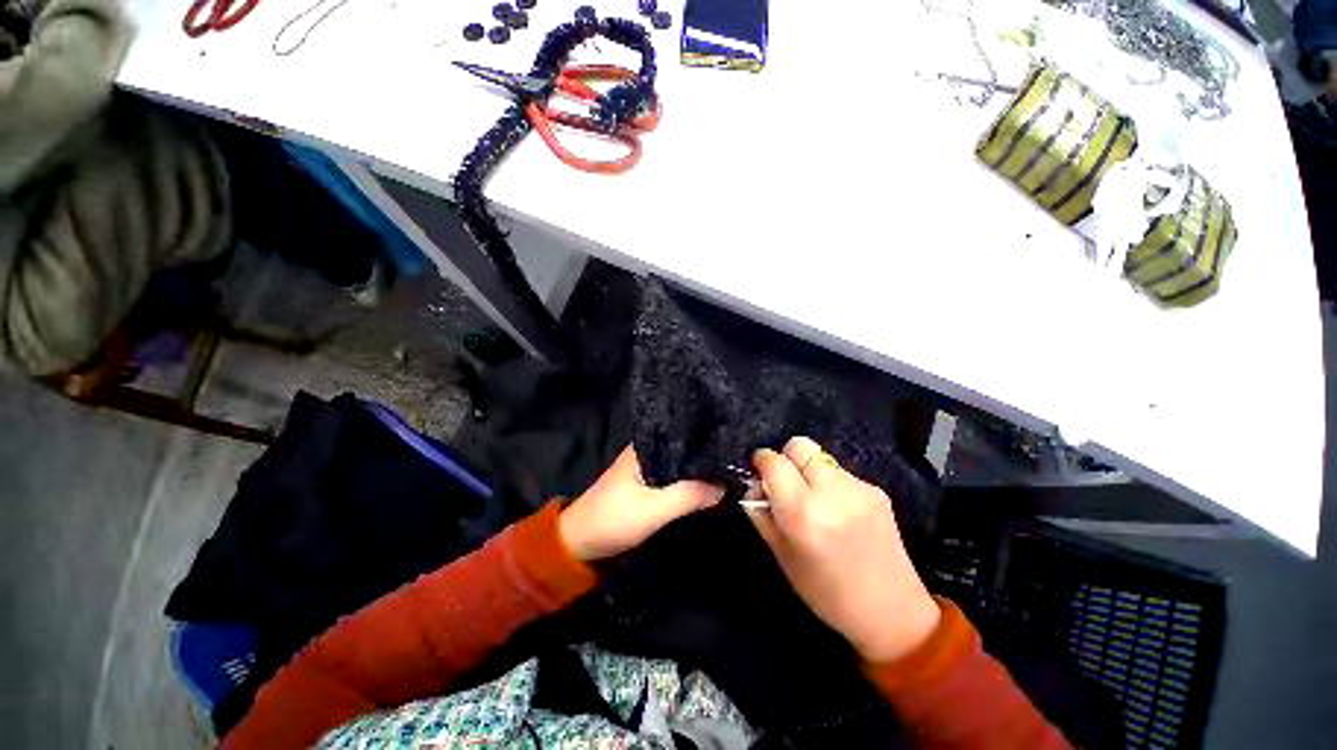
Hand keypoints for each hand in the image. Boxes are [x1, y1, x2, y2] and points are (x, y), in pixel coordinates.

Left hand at [560, 445, 723, 561]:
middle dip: (707, 452)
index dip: (707, 436)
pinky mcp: (649, 484)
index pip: (683, 432)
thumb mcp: (653, 510)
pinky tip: (710, 482)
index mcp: (645, 445)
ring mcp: (648, 466)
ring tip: (732, 465)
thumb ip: (689, 495)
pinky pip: (676, 476)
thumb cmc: (613, 520)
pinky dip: (690, 480)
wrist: (580, 544)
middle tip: (739, 455)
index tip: (735, 439)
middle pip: (684, 447)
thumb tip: (726, 485)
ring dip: (699, 467)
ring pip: (681, 462)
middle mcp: (648, 450)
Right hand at [746, 437, 940, 662]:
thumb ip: (761, 514)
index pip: (774, 462)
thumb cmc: (826, 593)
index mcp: (803, 514)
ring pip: (821, 457)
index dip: (761, 461)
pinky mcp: (877, 491)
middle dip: (785, 458)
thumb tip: (753, 485)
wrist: (892, 613)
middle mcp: (832, 492)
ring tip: (813, 499)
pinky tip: (837, 510)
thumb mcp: (782, 556)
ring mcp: (858, 489)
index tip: (758, 472)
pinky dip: (829, 483)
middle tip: (785, 483)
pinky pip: (840, 473)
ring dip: (808, 470)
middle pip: (799, 445)